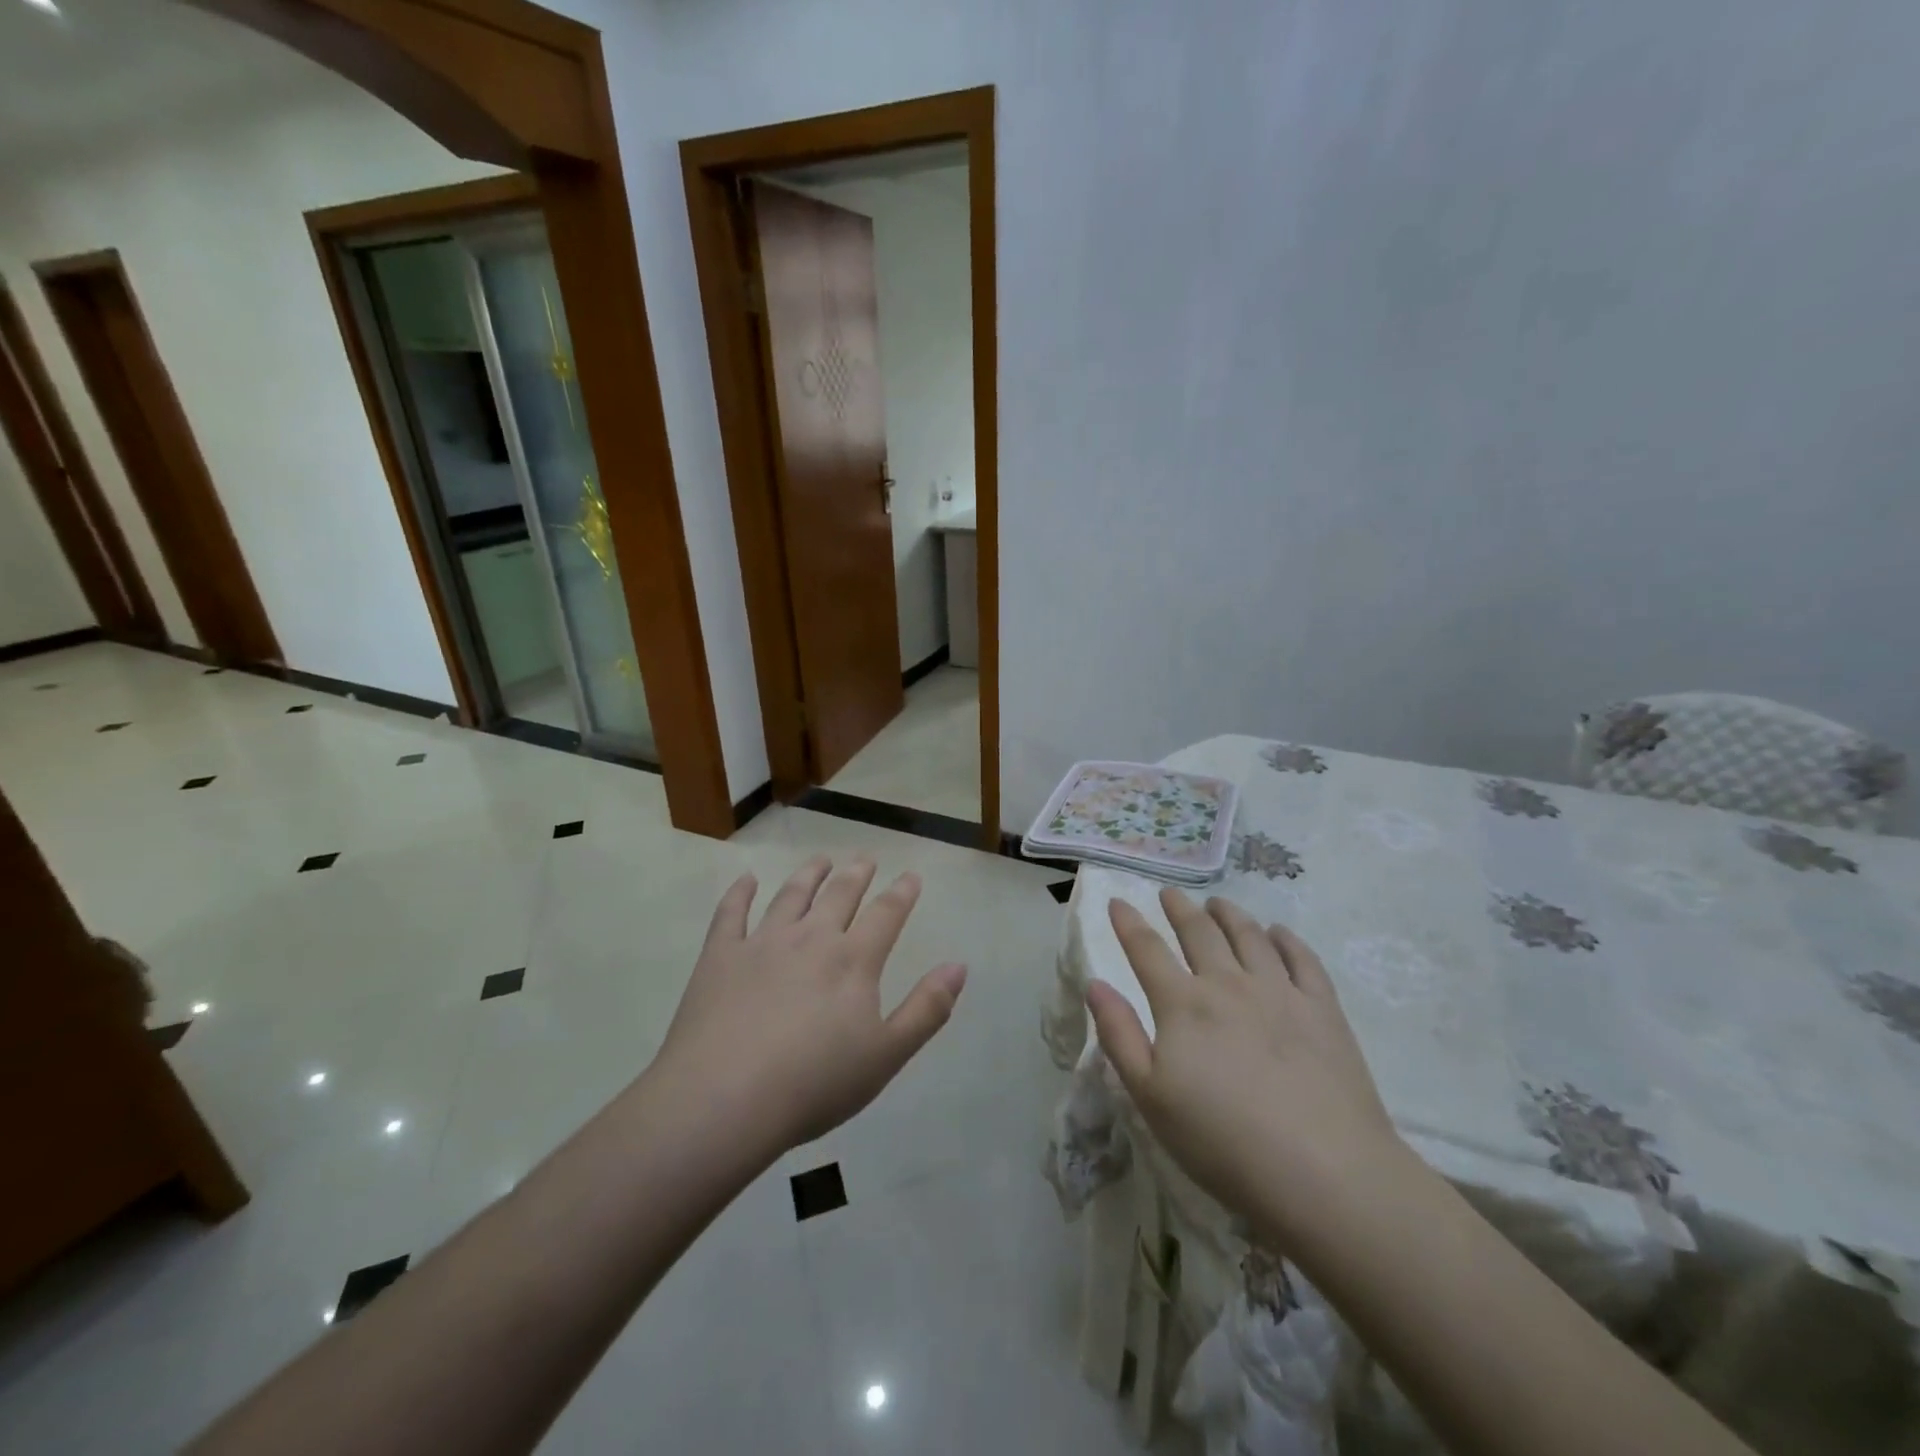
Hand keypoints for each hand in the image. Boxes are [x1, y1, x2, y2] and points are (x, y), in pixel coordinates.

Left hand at [654, 856, 966, 1155]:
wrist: (725, 1099)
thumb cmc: (815, 1083)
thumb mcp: (886, 1055)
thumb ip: (927, 1008)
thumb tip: (959, 965)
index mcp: (853, 960)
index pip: (886, 914)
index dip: (902, 892)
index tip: (911, 875)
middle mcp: (811, 938)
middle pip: (839, 894)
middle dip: (857, 874)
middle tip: (865, 857)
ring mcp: (762, 943)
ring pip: (791, 895)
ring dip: (809, 874)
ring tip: (820, 860)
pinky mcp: (720, 956)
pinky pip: (731, 913)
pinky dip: (740, 893)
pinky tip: (746, 880)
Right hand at [1086, 889, 1404, 1246]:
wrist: (1322, 1172)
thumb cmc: (1222, 1141)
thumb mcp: (1150, 1096)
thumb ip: (1119, 1034)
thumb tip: (1095, 984)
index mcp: (1183, 1004)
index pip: (1147, 950)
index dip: (1129, 923)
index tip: (1118, 902)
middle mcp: (1228, 984)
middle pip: (1199, 933)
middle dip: (1180, 909)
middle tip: (1170, 894)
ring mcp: (1280, 992)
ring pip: (1249, 936)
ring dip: (1229, 915)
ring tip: (1219, 904)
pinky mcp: (1323, 1010)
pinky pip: (1302, 959)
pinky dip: (1286, 939)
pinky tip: (1278, 933)